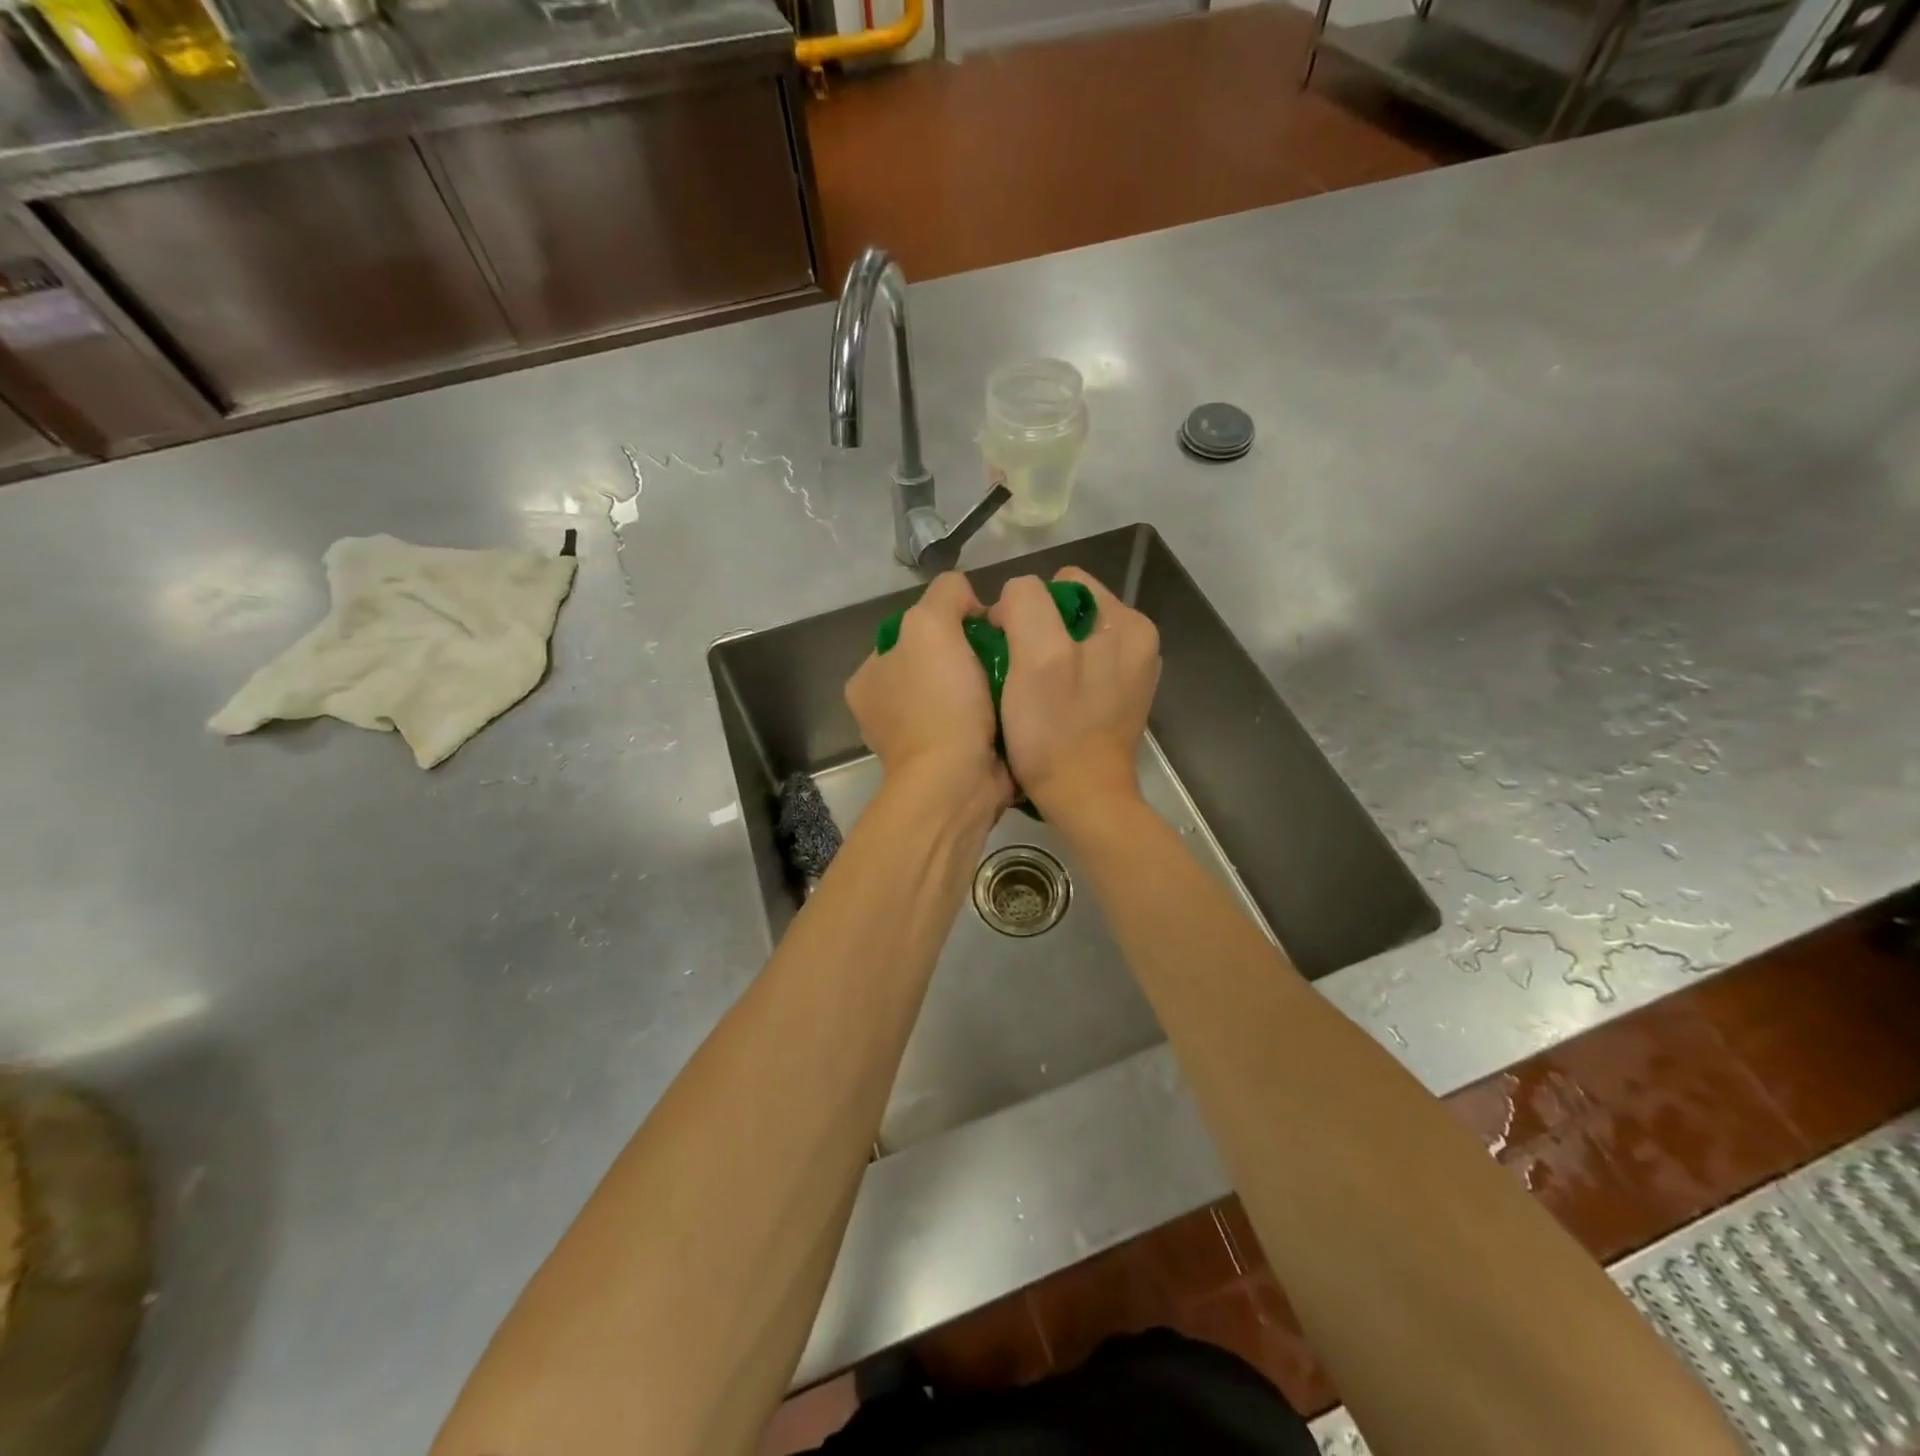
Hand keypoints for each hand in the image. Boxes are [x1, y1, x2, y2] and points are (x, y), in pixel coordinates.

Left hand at [846, 572, 1012, 808]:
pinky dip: (995, 714)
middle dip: (972, 655)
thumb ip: (946, 594)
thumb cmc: (939, 702)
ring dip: (988, 685)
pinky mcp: (949, 763)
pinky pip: (976, 724)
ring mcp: (917, 740)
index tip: (981, 629)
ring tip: (1016, 678)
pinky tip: (1016, 705)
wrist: (958, 782)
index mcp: (869, 678)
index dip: (949, 622)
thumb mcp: (931, 623)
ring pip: (960, 694)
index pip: (911, 632)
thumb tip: (969, 602)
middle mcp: (886, 709)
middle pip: (939, 663)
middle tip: (1004, 653)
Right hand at [990, 568, 1160, 820]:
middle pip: (1065, 614)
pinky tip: (1045, 709)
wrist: (1083, 801)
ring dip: (1042, 661)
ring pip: (1067, 643)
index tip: (1009, 651)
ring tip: (1028, 694)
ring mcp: (1129, 674)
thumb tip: (1012, 601)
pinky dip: (1056, 683)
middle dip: (1034, 636)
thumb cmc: (1056, 730)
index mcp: (1128, 623)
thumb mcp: (1036, 656)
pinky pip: (1076, 672)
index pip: (1061, 584)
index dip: (1025, 609)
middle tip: (1017, 676)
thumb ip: (1026, 604)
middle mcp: (1137, 642)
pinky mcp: (1117, 701)